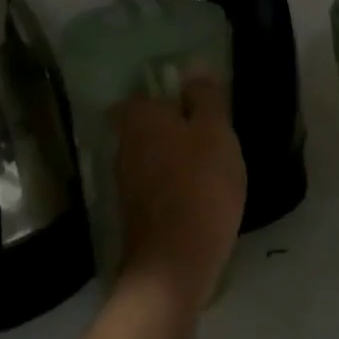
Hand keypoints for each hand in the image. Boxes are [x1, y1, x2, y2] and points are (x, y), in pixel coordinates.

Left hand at [113, 77, 246, 310]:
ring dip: (174, 160)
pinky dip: (173, 187)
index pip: (141, 96)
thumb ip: (205, 99)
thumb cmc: (200, 185)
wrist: (175, 264)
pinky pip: (155, 187)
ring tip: (210, 168)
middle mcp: (123, 146)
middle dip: (172, 130)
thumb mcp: (215, 132)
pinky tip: (199, 198)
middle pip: (146, 127)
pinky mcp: (134, 215)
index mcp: (139, 119)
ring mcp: (125, 184)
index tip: (193, 106)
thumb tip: (194, 74)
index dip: (165, 98)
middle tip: (209, 136)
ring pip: (151, 158)